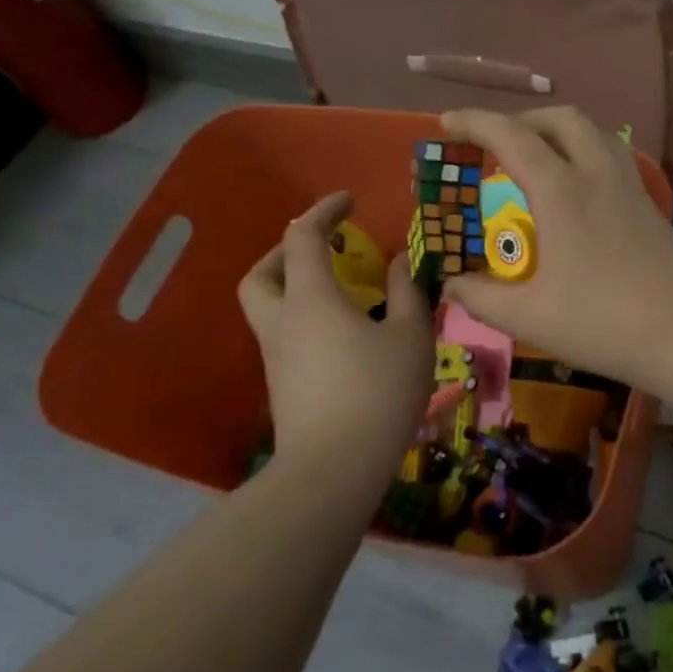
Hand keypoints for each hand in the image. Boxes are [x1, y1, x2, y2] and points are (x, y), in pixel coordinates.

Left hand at [237, 192, 432, 477]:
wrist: (334, 470)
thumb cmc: (378, 393)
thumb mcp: (410, 336)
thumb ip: (406, 292)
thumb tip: (398, 262)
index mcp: (310, 298)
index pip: (302, 237)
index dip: (324, 211)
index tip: (349, 201)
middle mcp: (283, 321)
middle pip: (262, 273)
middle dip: (287, 251)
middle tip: (324, 249)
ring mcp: (276, 357)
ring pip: (269, 307)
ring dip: (294, 286)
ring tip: (341, 291)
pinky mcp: (281, 386)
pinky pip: (284, 335)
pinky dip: (305, 318)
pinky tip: (343, 334)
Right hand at [439, 108, 672, 389]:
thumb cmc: (603, 322)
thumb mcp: (529, 316)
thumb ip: (481, 297)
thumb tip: (449, 284)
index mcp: (562, 191)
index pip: (511, 136)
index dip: (474, 122)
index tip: (446, 122)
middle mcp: (597, 174)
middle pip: (560, 119)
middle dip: (522, 119)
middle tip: (495, 143)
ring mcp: (629, 187)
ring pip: (593, 132)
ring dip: (558, 130)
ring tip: (537, 156)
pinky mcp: (649, 205)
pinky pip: (613, 155)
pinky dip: (585, 151)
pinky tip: (578, 187)